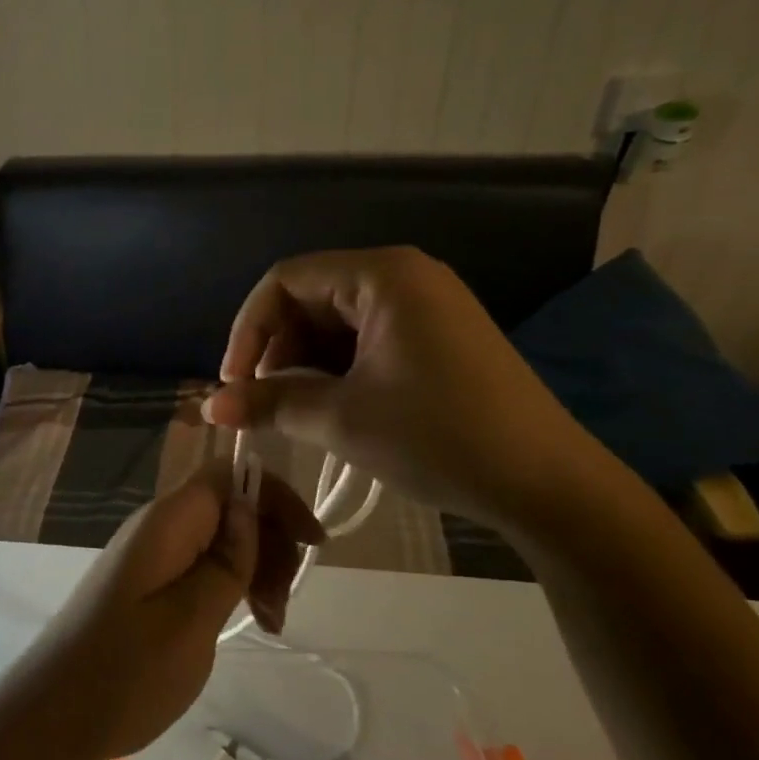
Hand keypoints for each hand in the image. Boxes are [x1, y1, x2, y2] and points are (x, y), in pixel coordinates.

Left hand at [0, 468, 322, 759]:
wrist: (51, 715)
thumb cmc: (125, 671)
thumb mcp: (191, 619)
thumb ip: (226, 561)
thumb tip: (250, 506)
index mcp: (167, 522)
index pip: (229, 475)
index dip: (275, 497)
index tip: (314, 543)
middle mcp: (158, 527)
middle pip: (229, 507)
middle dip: (270, 543)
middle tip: (283, 605)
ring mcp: (150, 556)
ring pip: (219, 539)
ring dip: (255, 569)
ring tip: (271, 623)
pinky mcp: (146, 584)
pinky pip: (200, 565)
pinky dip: (231, 586)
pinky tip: (246, 621)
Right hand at [203, 247, 596, 527]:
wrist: (548, 484)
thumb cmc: (439, 437)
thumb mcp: (343, 419)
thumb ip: (270, 403)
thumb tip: (210, 406)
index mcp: (383, 275)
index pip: (286, 280)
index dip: (249, 329)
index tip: (233, 383)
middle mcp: (405, 276)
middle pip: (311, 297)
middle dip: (276, 348)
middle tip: (260, 402)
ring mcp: (426, 306)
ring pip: (337, 321)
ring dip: (304, 362)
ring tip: (291, 410)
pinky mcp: (437, 337)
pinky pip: (368, 339)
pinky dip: (338, 369)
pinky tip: (328, 406)